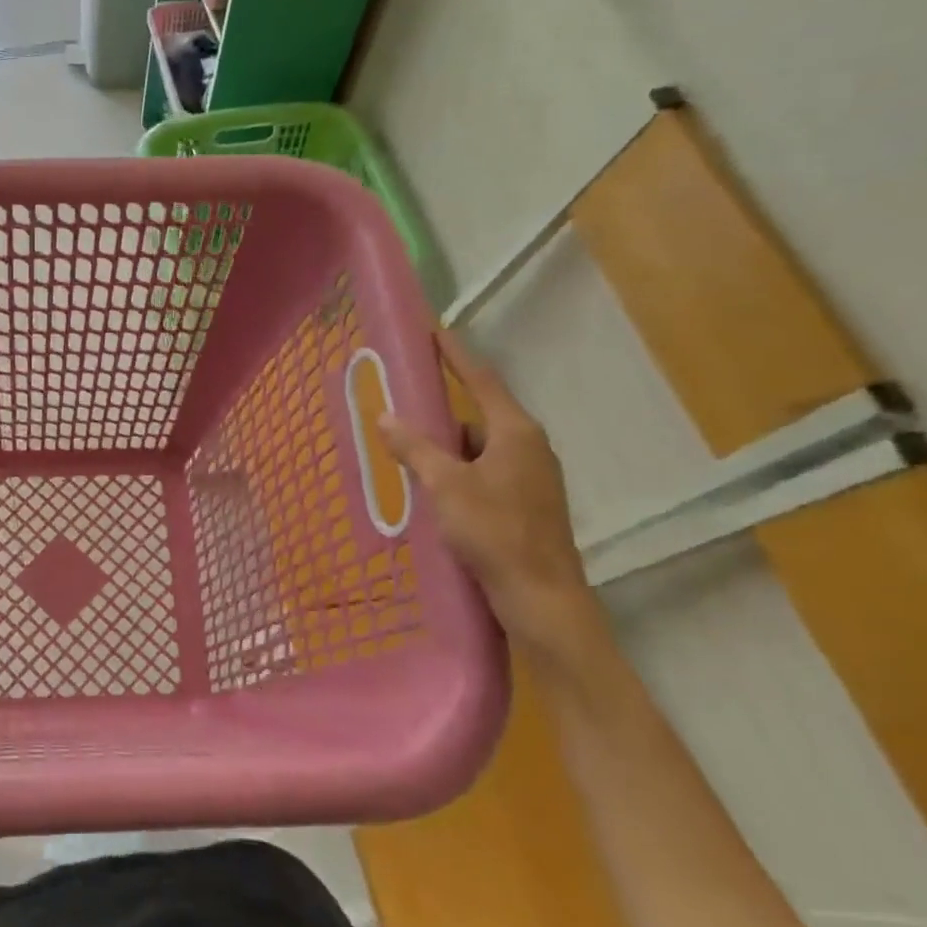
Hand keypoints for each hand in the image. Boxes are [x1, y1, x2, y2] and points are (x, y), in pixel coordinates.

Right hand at [378, 329, 605, 658]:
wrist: (540, 594)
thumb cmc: (494, 531)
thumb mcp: (445, 486)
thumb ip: (415, 448)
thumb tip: (385, 416)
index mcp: (515, 432)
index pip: (481, 380)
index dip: (455, 355)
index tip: (433, 332)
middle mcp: (528, 446)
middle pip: (478, 414)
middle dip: (440, 410)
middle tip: (402, 403)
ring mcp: (530, 475)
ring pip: (479, 447)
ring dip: (446, 447)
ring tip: (406, 453)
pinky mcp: (526, 501)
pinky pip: (484, 471)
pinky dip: (457, 471)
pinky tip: (431, 488)